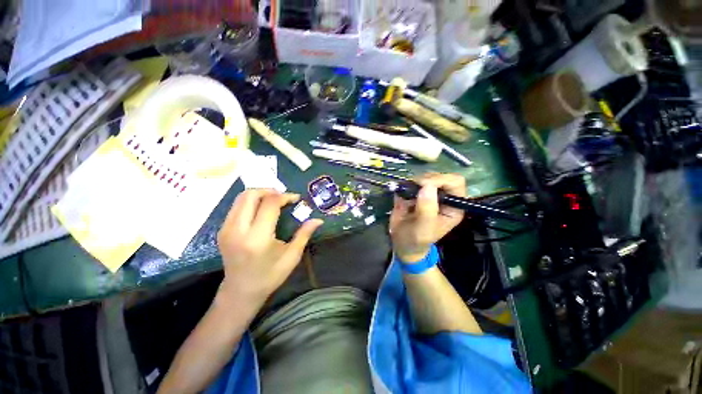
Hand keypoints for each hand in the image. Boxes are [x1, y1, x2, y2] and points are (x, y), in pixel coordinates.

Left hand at [217, 189, 322, 301]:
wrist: (240, 292)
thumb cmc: (270, 276)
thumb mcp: (292, 256)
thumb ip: (304, 234)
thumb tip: (318, 220)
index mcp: (257, 238)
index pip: (270, 204)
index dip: (285, 197)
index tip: (296, 199)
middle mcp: (238, 230)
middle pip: (251, 195)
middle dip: (270, 190)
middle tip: (284, 197)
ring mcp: (226, 229)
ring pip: (241, 198)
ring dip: (260, 194)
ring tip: (274, 201)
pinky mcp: (222, 230)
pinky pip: (237, 206)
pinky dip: (251, 201)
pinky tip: (262, 209)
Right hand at [389, 173, 465, 262]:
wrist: (402, 243)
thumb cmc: (416, 240)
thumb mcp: (423, 229)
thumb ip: (427, 209)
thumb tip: (427, 186)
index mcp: (453, 206)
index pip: (455, 182)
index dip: (440, 180)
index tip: (422, 185)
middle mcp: (443, 197)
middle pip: (439, 176)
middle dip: (423, 180)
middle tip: (411, 191)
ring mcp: (429, 193)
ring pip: (424, 176)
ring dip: (412, 184)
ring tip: (405, 197)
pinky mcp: (415, 192)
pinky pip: (411, 182)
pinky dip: (404, 186)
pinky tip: (401, 197)